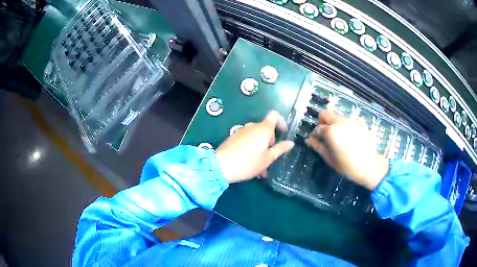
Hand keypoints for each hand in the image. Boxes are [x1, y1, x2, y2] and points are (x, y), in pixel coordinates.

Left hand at [216, 111, 294, 183]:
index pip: (275, 115)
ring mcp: (242, 131)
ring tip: (260, 168)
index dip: (282, 122)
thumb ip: (280, 149)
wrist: (221, 166)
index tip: (284, 134)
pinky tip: (250, 164)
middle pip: (266, 129)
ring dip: (261, 149)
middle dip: (270, 143)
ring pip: (257, 137)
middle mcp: (252, 126)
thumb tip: (290, 142)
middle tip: (270, 159)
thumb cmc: (248, 163)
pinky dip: (252, 149)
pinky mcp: (234, 137)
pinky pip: (248, 140)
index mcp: (263, 129)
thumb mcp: (267, 159)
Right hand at [305, 110, 388, 189]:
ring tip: (340, 138)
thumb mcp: (330, 159)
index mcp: (331, 130)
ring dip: (335, 124)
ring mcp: (352, 120)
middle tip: (325, 134)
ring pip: (338, 117)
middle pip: (325, 113)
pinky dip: (347, 126)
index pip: (317, 128)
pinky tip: (351, 137)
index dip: (315, 134)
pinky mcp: (361, 122)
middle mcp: (340, 121)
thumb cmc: (348, 165)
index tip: (316, 140)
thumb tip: (309, 140)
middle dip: (322, 122)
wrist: (370, 166)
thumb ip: (318, 147)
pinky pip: (349, 120)